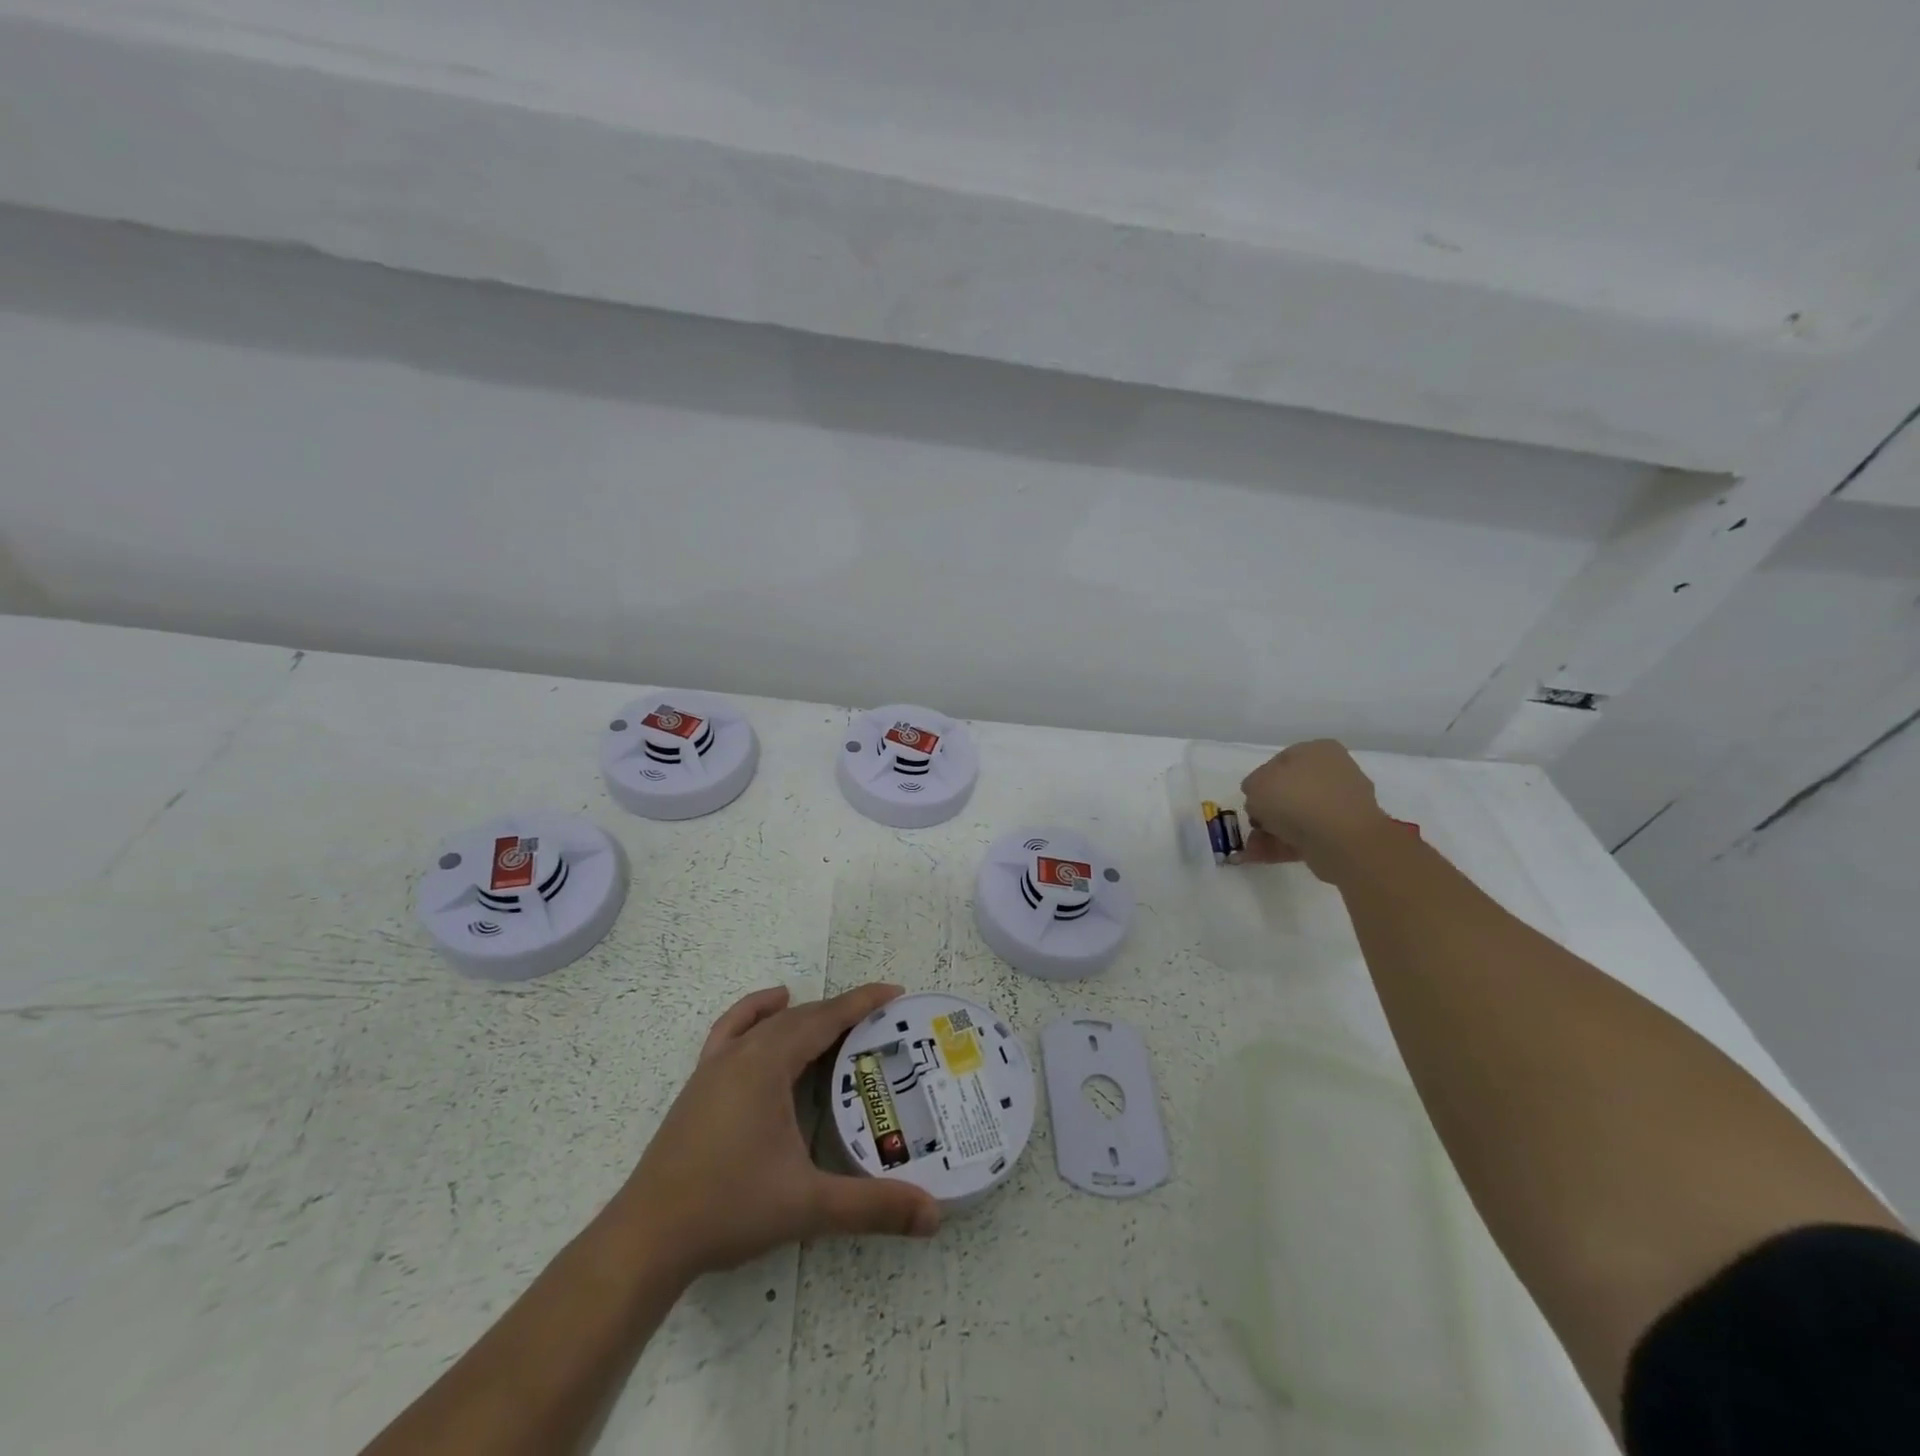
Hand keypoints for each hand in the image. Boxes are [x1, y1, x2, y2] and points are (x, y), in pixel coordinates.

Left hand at [612, 982, 940, 1280]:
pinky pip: (731, 1030)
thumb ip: (872, 1206)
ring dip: (805, 1015)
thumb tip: (934, 1215)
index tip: (895, 991)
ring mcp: (715, 1066)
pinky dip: (755, 1013)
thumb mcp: (807, 1205)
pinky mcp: (699, 1084)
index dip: (862, 1002)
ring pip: (768, 1022)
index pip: (825, 1019)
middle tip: (879, 1020)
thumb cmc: (728, 1209)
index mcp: (768, 1064)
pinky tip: (768, 1014)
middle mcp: (742, 1053)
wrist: (646, 1238)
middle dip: (841, 1011)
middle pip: (800, 1017)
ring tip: (836, 1023)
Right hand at [1239, 738, 1391, 881]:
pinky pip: (1308, 836)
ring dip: (1272, 831)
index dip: (1260, 781)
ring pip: (1298, 816)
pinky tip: (1263, 856)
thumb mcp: (1256, 784)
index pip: (1281, 762)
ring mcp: (1342, 805)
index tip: (1250, 799)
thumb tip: (1259, 797)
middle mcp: (1335, 773)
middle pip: (1290, 791)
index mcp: (1318, 751)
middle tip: (1253, 825)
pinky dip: (1285, 845)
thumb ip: (1252, 786)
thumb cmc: (1295, 798)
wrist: (1340, 839)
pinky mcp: (1345, 834)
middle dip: (1267, 811)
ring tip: (1252, 849)